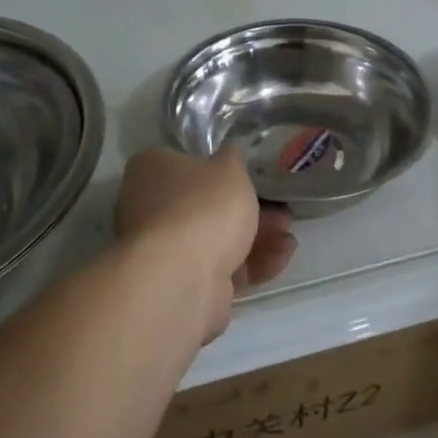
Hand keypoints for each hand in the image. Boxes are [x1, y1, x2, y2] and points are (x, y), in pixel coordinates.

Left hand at [115, 148, 297, 339]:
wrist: (182, 279)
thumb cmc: (203, 207)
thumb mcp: (229, 168)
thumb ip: (232, 158)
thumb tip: (228, 153)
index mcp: (150, 171)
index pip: (184, 163)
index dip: (220, 170)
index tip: (251, 177)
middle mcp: (149, 209)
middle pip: (205, 205)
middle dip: (248, 210)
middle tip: (281, 212)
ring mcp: (163, 250)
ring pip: (216, 239)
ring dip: (257, 238)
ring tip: (288, 238)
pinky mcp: (181, 284)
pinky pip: (221, 268)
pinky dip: (251, 264)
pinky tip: (281, 258)